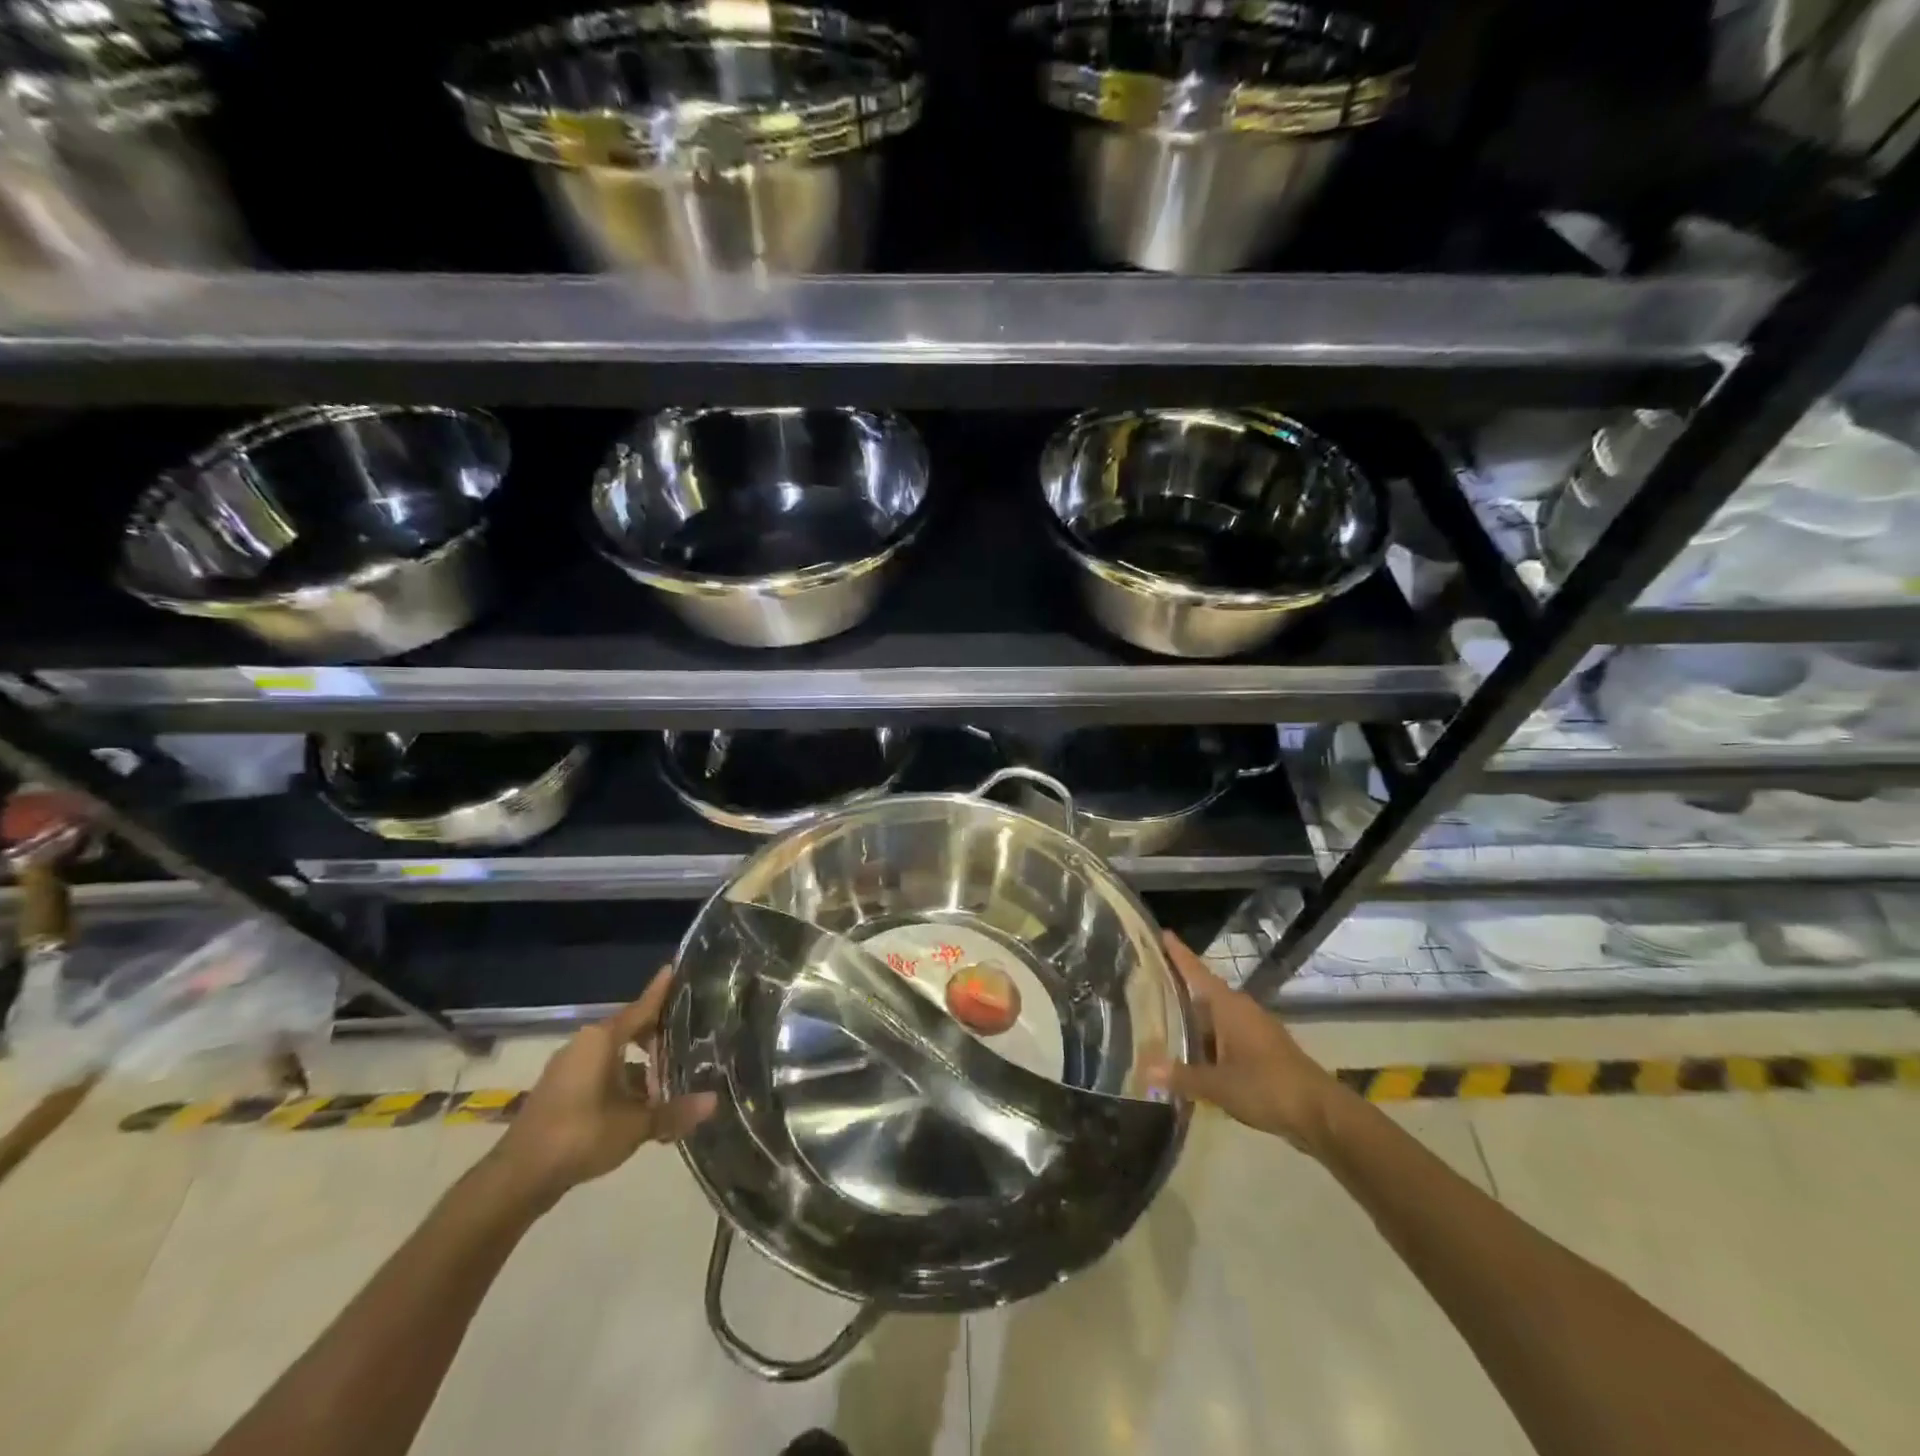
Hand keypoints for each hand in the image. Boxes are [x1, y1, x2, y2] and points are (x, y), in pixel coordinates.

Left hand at [488, 970, 715, 1202]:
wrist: (518, 1177)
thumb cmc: (581, 1135)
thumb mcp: (635, 1125)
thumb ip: (674, 1112)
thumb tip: (713, 1102)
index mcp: (602, 1039)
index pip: (642, 1007)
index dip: (662, 991)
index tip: (676, 969)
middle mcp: (584, 1044)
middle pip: (630, 1029)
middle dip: (658, 1035)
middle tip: (690, 1037)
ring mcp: (568, 1067)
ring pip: (615, 1055)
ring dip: (641, 1064)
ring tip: (670, 1077)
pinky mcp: (561, 1090)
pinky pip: (601, 1072)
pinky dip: (623, 1080)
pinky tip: (641, 1103)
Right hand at [1144, 932, 1345, 1153]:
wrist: (1320, 1113)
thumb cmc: (1266, 1087)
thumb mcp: (1218, 1085)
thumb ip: (1182, 1076)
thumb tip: (1145, 1069)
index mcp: (1228, 1006)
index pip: (1197, 972)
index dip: (1178, 954)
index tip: (1162, 933)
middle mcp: (1241, 1009)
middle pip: (1204, 993)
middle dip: (1178, 990)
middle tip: (1148, 985)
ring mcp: (1255, 1028)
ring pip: (1215, 1016)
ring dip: (1193, 1019)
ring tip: (1162, 1021)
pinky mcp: (1263, 1048)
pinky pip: (1226, 1034)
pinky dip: (1208, 1039)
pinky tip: (1193, 1054)